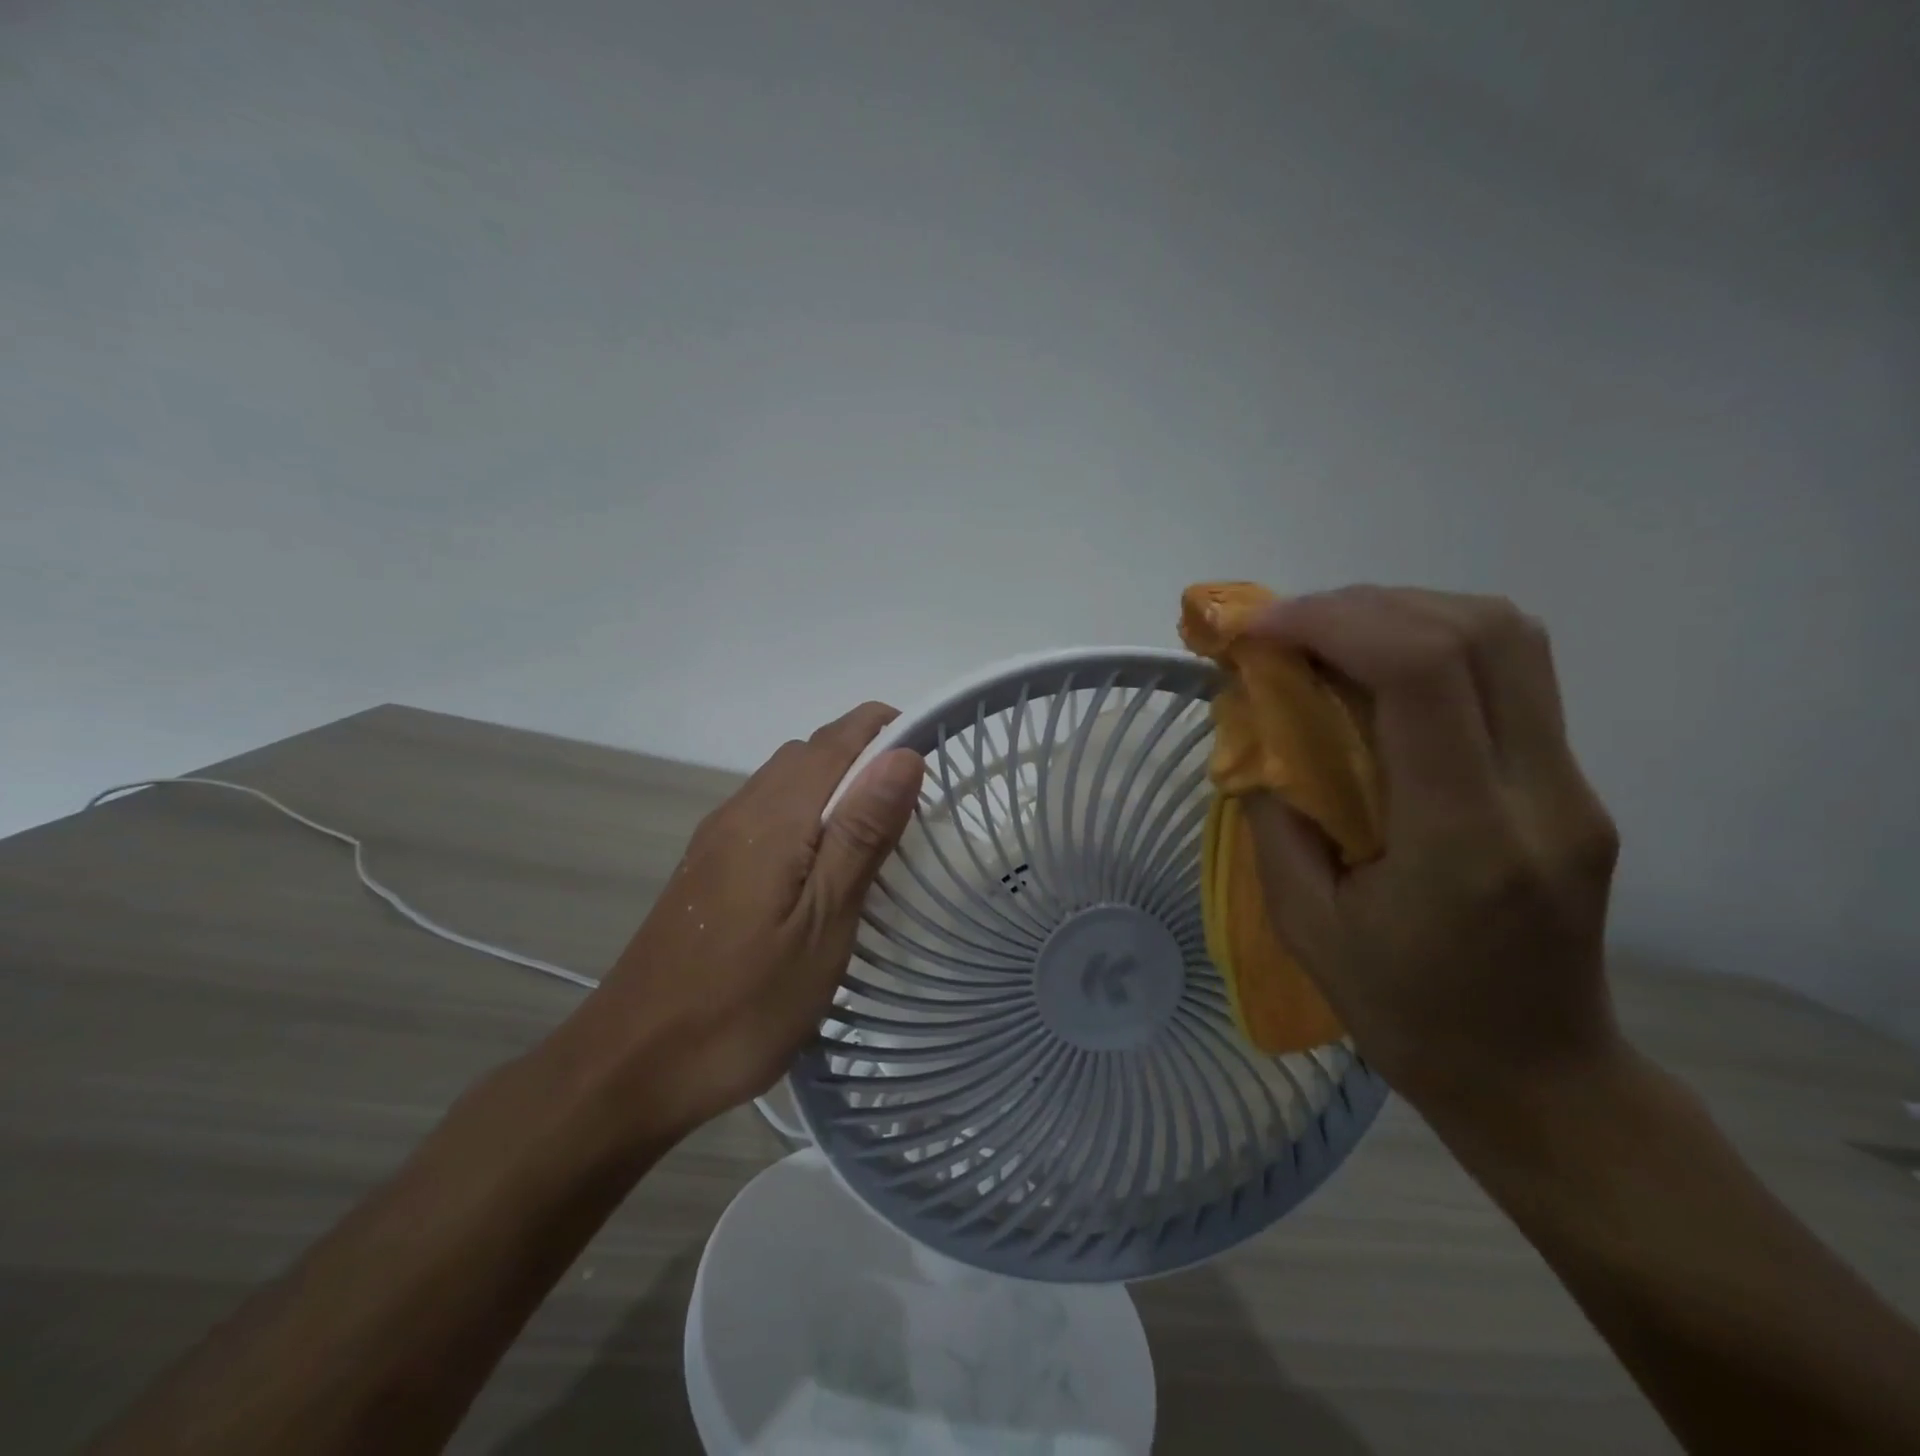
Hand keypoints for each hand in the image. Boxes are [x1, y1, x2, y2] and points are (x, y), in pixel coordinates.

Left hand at [560, 702, 924, 1143]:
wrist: (631, 1066)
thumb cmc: (742, 1003)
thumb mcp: (823, 923)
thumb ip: (862, 834)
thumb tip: (903, 754)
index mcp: (774, 816)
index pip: (837, 740)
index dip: (886, 728)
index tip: (933, 748)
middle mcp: (741, 811)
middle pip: (809, 753)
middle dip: (865, 755)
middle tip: (914, 803)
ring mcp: (717, 841)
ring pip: (784, 782)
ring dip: (834, 785)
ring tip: (877, 833)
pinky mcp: (706, 870)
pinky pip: (766, 814)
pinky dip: (806, 814)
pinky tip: (820, 867)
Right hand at [1244, 587, 1622, 1120]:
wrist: (1539, 1078)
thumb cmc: (1407, 1017)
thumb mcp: (1308, 928)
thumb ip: (1277, 820)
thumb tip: (1257, 737)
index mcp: (1466, 839)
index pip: (1422, 673)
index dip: (1334, 623)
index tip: (1260, 630)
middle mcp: (1540, 795)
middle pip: (1481, 630)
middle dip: (1366, 605)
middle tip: (1288, 628)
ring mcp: (1571, 786)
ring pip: (1509, 637)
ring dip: (1404, 614)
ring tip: (1327, 639)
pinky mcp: (1571, 785)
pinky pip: (1510, 676)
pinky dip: (1430, 647)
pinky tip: (1374, 677)